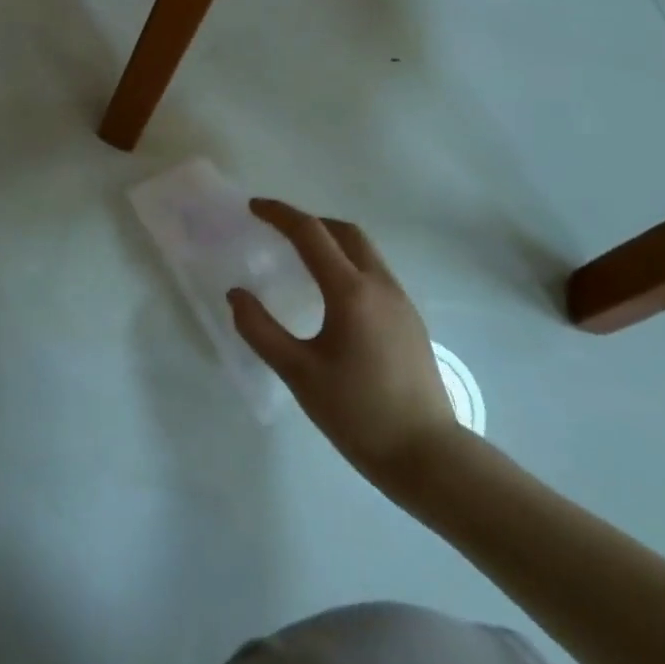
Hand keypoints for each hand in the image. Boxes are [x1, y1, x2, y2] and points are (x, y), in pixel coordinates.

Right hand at [230, 199, 463, 489]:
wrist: (428, 456)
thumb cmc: (357, 413)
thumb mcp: (298, 373)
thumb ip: (261, 330)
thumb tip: (236, 294)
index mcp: (351, 291)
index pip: (311, 234)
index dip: (279, 215)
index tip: (253, 207)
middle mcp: (380, 285)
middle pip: (344, 232)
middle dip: (309, 221)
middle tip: (277, 229)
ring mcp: (401, 302)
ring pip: (364, 250)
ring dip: (330, 240)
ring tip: (300, 256)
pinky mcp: (410, 321)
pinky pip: (374, 272)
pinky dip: (347, 262)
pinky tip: (331, 293)